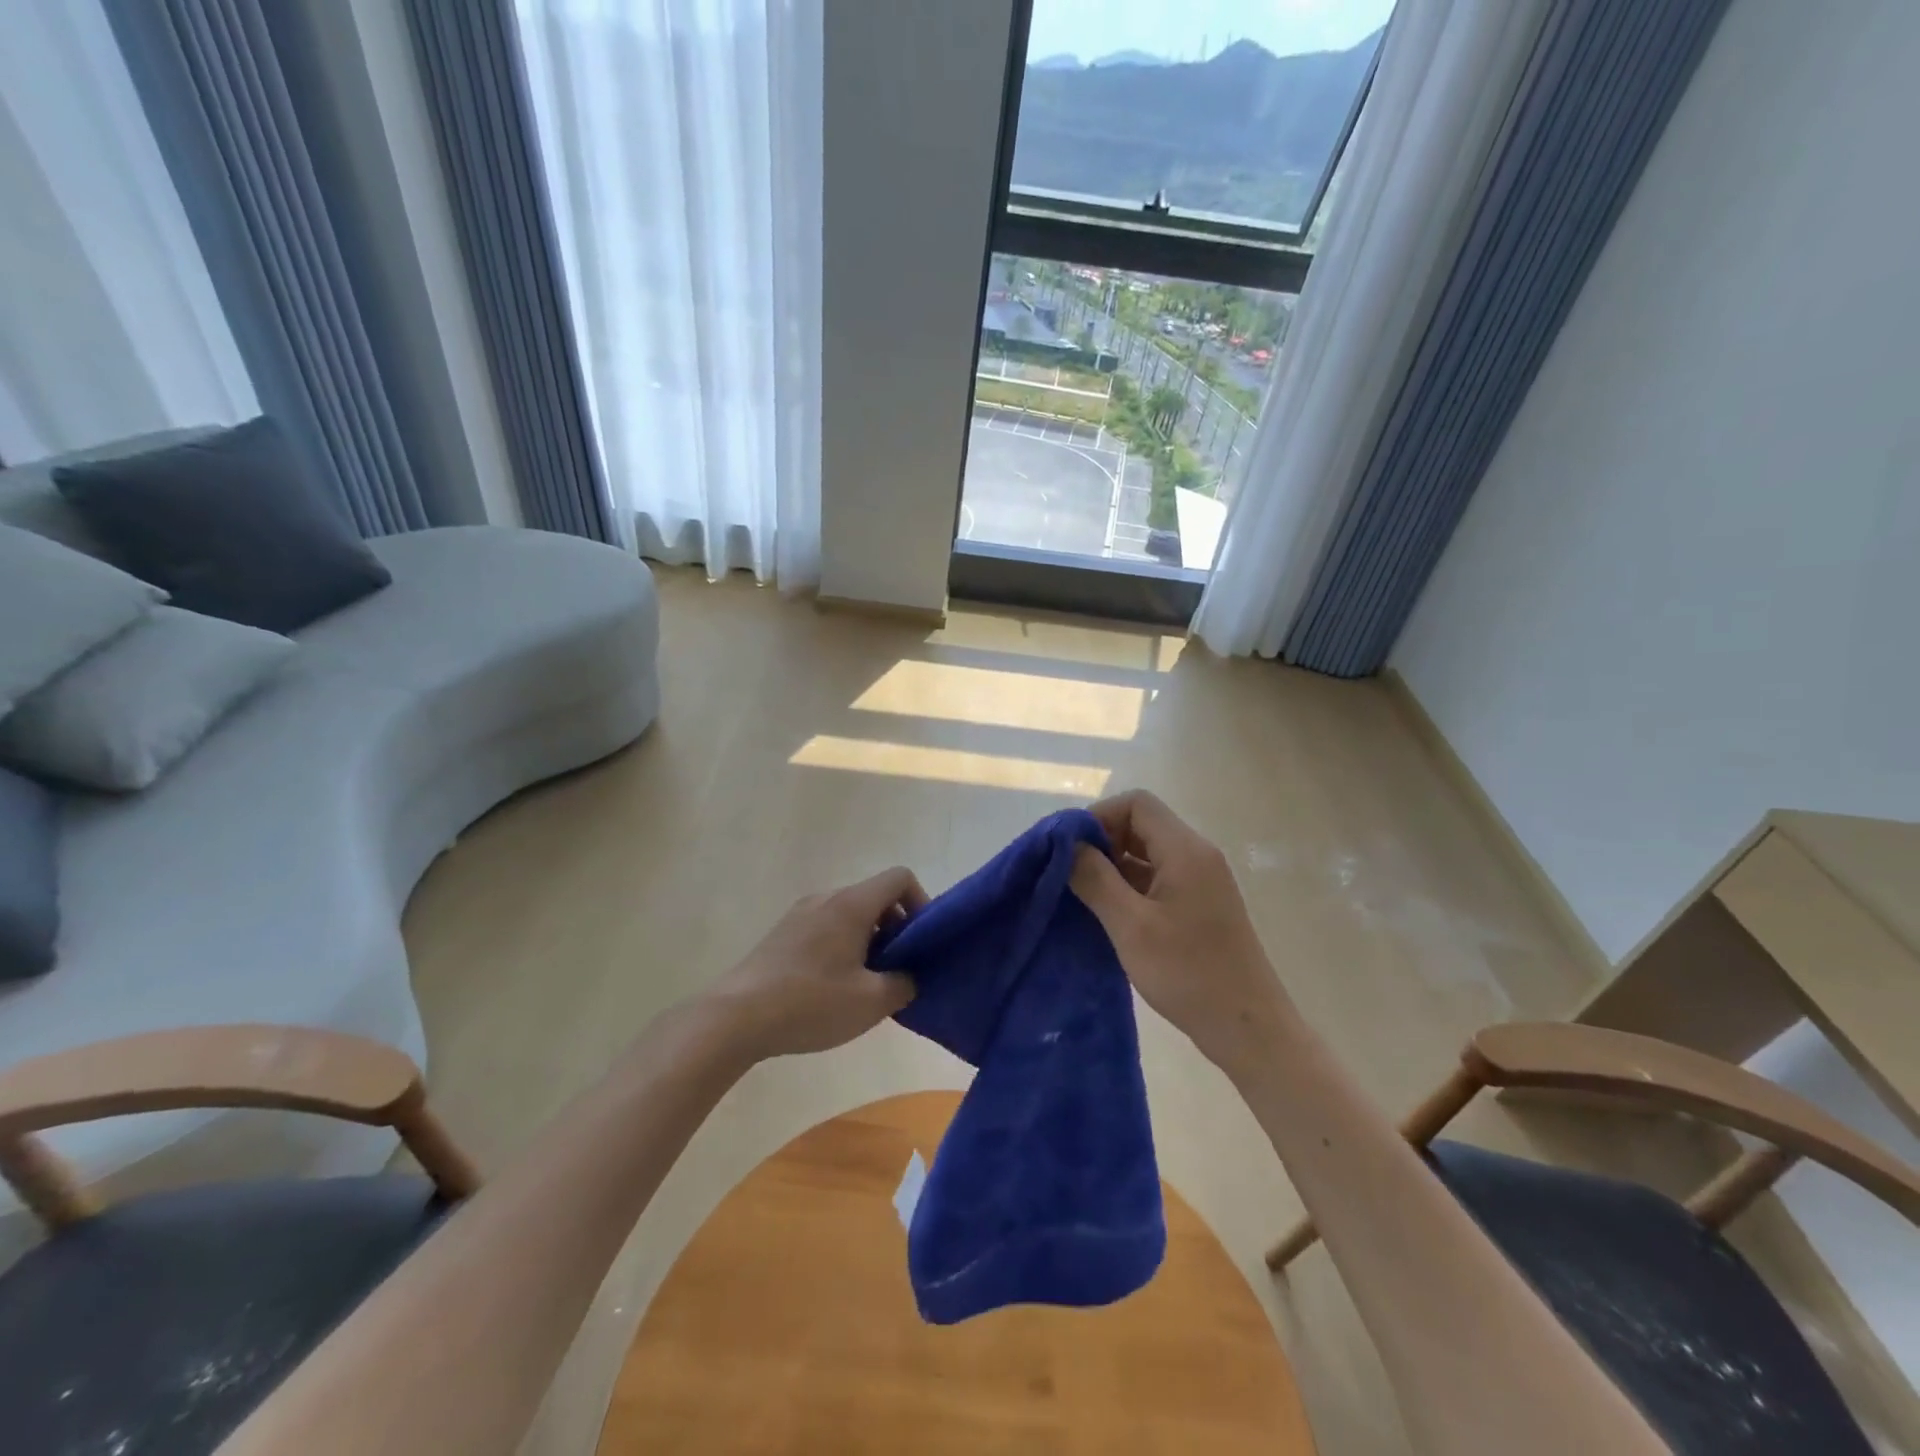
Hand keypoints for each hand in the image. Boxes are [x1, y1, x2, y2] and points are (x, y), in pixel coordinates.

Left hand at [704, 867, 925, 1061]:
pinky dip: (842, 947)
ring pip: (849, 914)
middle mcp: (826, 898)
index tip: (920, 942)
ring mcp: (800, 914)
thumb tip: (909, 977)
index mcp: (852, 904)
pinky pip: (826, 927)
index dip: (920, 903)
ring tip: (866, 984)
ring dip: (869, 940)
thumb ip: (904, 984)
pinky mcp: (782, 934)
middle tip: (898, 970)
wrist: (735, 1018)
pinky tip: (834, 988)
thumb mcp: (871, 1002)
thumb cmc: (811, 1003)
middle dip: (896, 928)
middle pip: (874, 897)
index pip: (899, 878)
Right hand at [1070, 790, 1284, 1072]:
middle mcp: (1196, 855)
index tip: (1070, 849)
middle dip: (1102, 841)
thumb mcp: (1131, 925)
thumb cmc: (1188, 973)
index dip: (1098, 817)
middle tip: (1070, 874)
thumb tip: (1067, 846)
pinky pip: (1157, 878)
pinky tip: (1108, 913)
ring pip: (1148, 853)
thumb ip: (1095, 879)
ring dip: (1113, 866)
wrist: (1248, 1028)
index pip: (1136, 803)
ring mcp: (1201, 881)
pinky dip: (1130, 886)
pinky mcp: (1199, 905)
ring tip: (1082, 895)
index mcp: (1185, 850)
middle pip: (1141, 824)